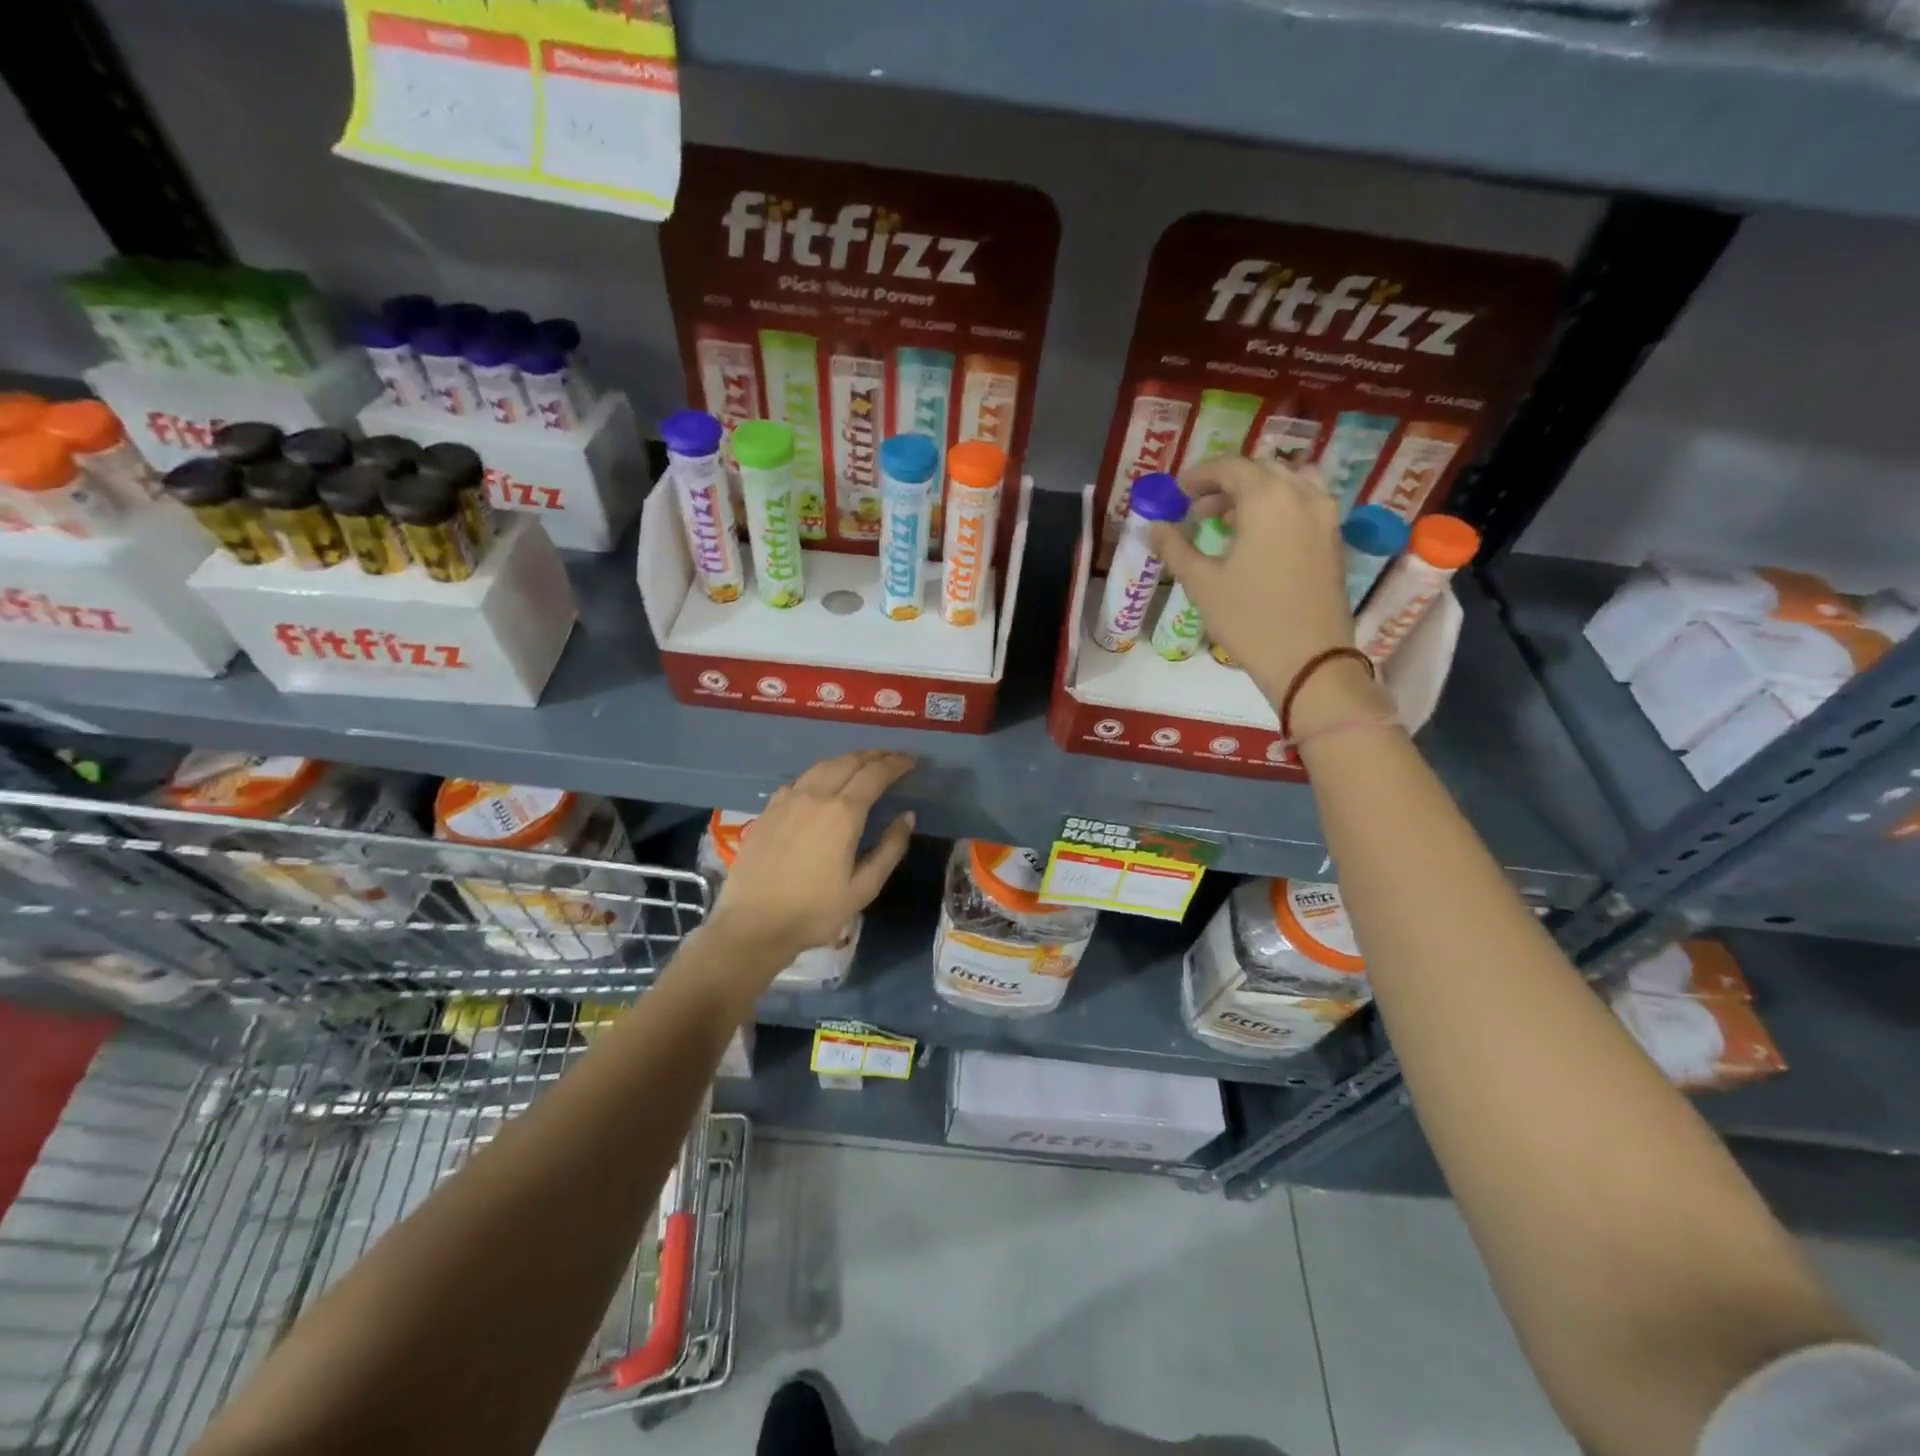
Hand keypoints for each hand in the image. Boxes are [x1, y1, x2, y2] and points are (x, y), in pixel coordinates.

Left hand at [706, 750, 915, 974]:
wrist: (753, 925)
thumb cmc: (815, 911)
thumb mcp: (864, 888)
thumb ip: (890, 848)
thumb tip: (907, 816)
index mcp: (843, 813)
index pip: (875, 774)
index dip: (896, 764)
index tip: (911, 761)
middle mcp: (815, 796)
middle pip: (848, 762)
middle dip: (874, 756)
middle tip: (892, 759)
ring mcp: (787, 801)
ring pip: (822, 766)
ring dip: (846, 760)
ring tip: (862, 763)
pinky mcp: (768, 811)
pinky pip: (799, 781)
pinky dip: (819, 774)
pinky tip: (821, 784)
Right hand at [1148, 458, 1378, 720]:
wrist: (1309, 659)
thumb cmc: (1249, 619)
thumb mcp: (1202, 583)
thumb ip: (1175, 548)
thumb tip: (1152, 527)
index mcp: (1268, 499)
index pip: (1231, 467)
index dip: (1200, 475)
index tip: (1178, 491)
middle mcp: (1301, 495)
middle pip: (1261, 469)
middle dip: (1226, 482)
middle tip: (1197, 507)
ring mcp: (1324, 516)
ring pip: (1287, 482)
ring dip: (1255, 492)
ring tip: (1228, 520)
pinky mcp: (1333, 538)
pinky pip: (1304, 503)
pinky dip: (1277, 506)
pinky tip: (1256, 538)